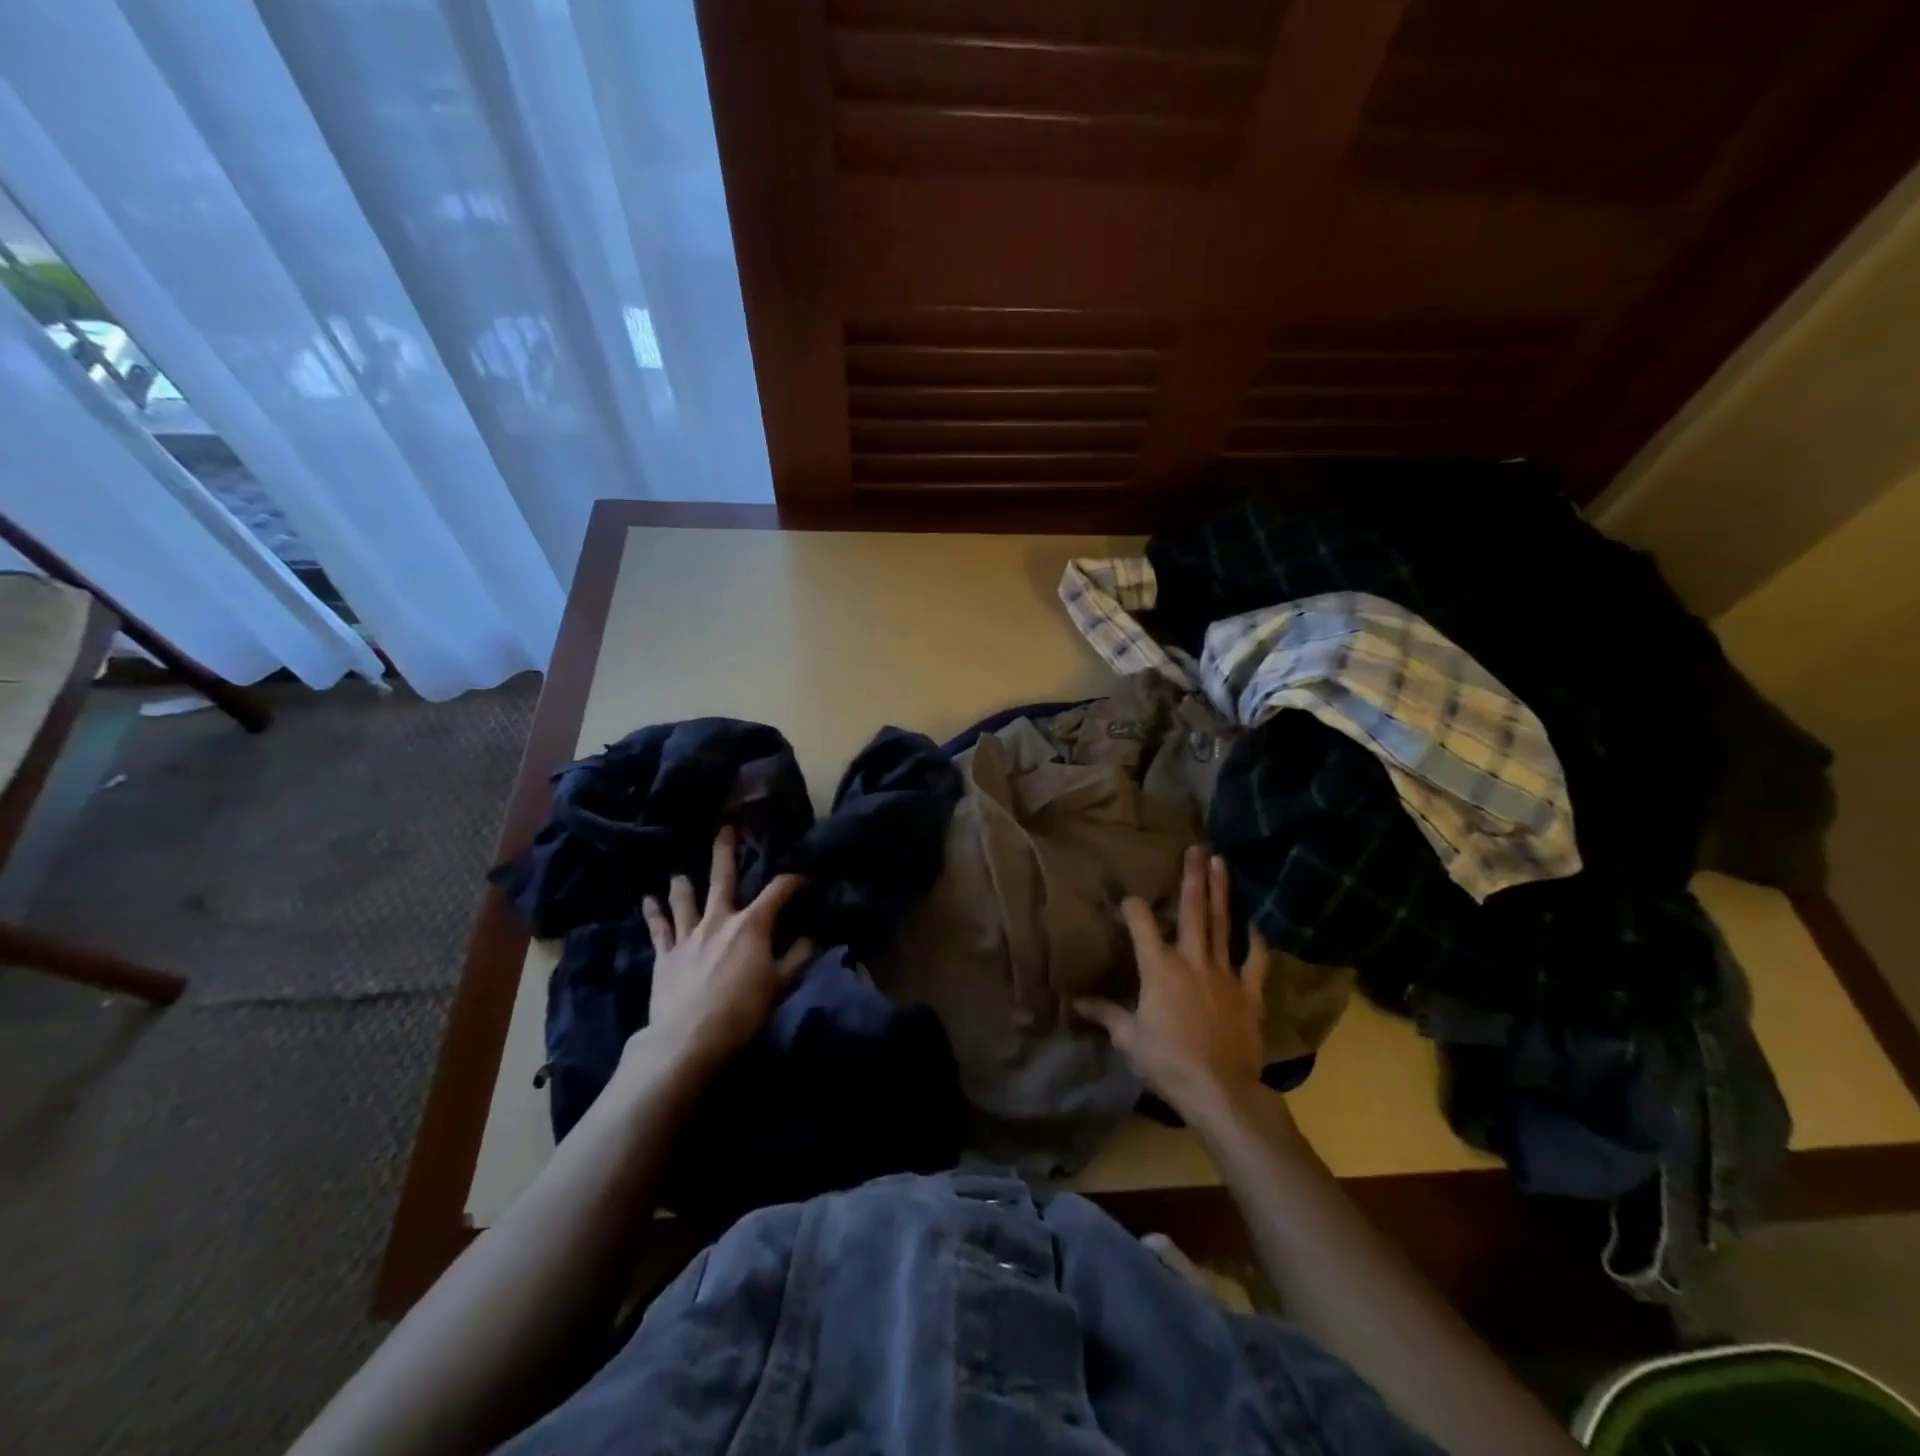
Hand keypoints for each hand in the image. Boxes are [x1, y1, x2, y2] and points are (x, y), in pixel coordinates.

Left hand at [634, 828, 814, 1073]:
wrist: (688, 1039)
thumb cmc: (742, 1011)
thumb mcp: (781, 984)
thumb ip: (799, 956)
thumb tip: (815, 935)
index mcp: (752, 924)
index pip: (778, 891)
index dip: (794, 881)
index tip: (804, 880)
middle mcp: (719, 920)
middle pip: (723, 878)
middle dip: (726, 852)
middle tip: (726, 828)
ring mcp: (688, 935)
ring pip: (686, 899)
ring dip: (684, 883)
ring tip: (679, 871)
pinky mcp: (665, 955)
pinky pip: (658, 928)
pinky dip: (653, 913)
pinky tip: (647, 900)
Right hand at [1076, 846, 1270, 1123]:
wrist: (1220, 1089)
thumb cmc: (1167, 1062)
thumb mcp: (1128, 1038)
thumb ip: (1104, 1013)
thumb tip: (1075, 1001)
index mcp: (1158, 967)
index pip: (1140, 924)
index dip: (1132, 907)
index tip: (1128, 899)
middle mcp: (1191, 959)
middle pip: (1191, 910)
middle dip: (1192, 877)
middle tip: (1196, 848)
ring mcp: (1224, 973)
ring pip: (1222, 924)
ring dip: (1221, 892)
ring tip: (1221, 863)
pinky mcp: (1249, 992)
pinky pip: (1256, 960)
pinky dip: (1255, 940)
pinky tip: (1254, 923)